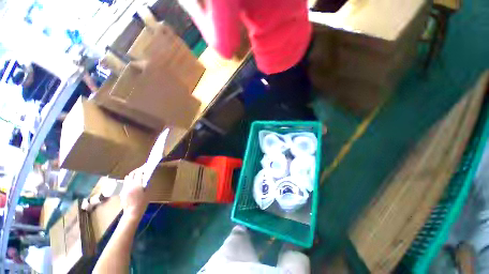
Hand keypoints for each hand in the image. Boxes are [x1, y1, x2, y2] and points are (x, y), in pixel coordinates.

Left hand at [120, 167, 148, 218]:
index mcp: (136, 185)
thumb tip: (147, 178)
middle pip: (132, 174)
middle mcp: (129, 185)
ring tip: (137, 176)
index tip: (146, 166)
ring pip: (127, 178)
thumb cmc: (142, 203)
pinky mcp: (122, 191)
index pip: (139, 173)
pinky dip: (130, 180)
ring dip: (132, 175)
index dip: (143, 169)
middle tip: (142, 170)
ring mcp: (124, 188)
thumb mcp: (147, 193)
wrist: (132, 212)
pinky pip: (126, 183)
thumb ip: (146, 184)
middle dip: (137, 171)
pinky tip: (133, 183)